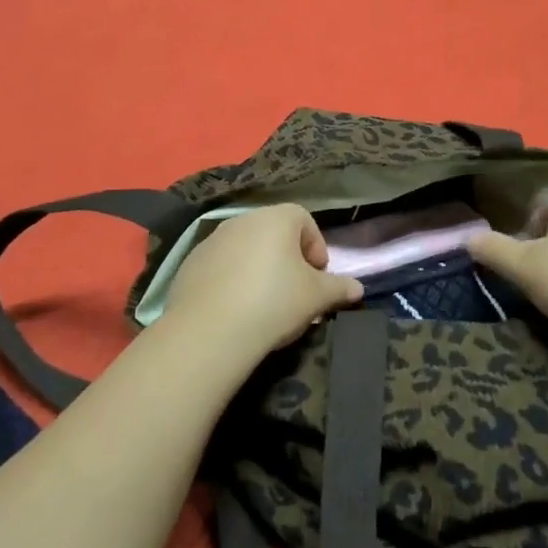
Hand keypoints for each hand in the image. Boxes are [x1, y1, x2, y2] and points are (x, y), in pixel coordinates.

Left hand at [161, 205, 363, 359]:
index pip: (304, 220)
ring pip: (245, 250)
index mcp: (276, 218)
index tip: (318, 276)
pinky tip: (235, 310)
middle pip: (273, 233)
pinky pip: (221, 267)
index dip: (316, 247)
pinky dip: (232, 281)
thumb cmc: (274, 301)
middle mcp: (242, 220)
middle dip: (287, 259)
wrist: (210, 329)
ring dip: (258, 269)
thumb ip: (339, 288)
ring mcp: (212, 240)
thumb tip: (357, 288)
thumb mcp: (317, 297)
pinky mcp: (190, 264)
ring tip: (264, 305)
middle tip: (295, 292)